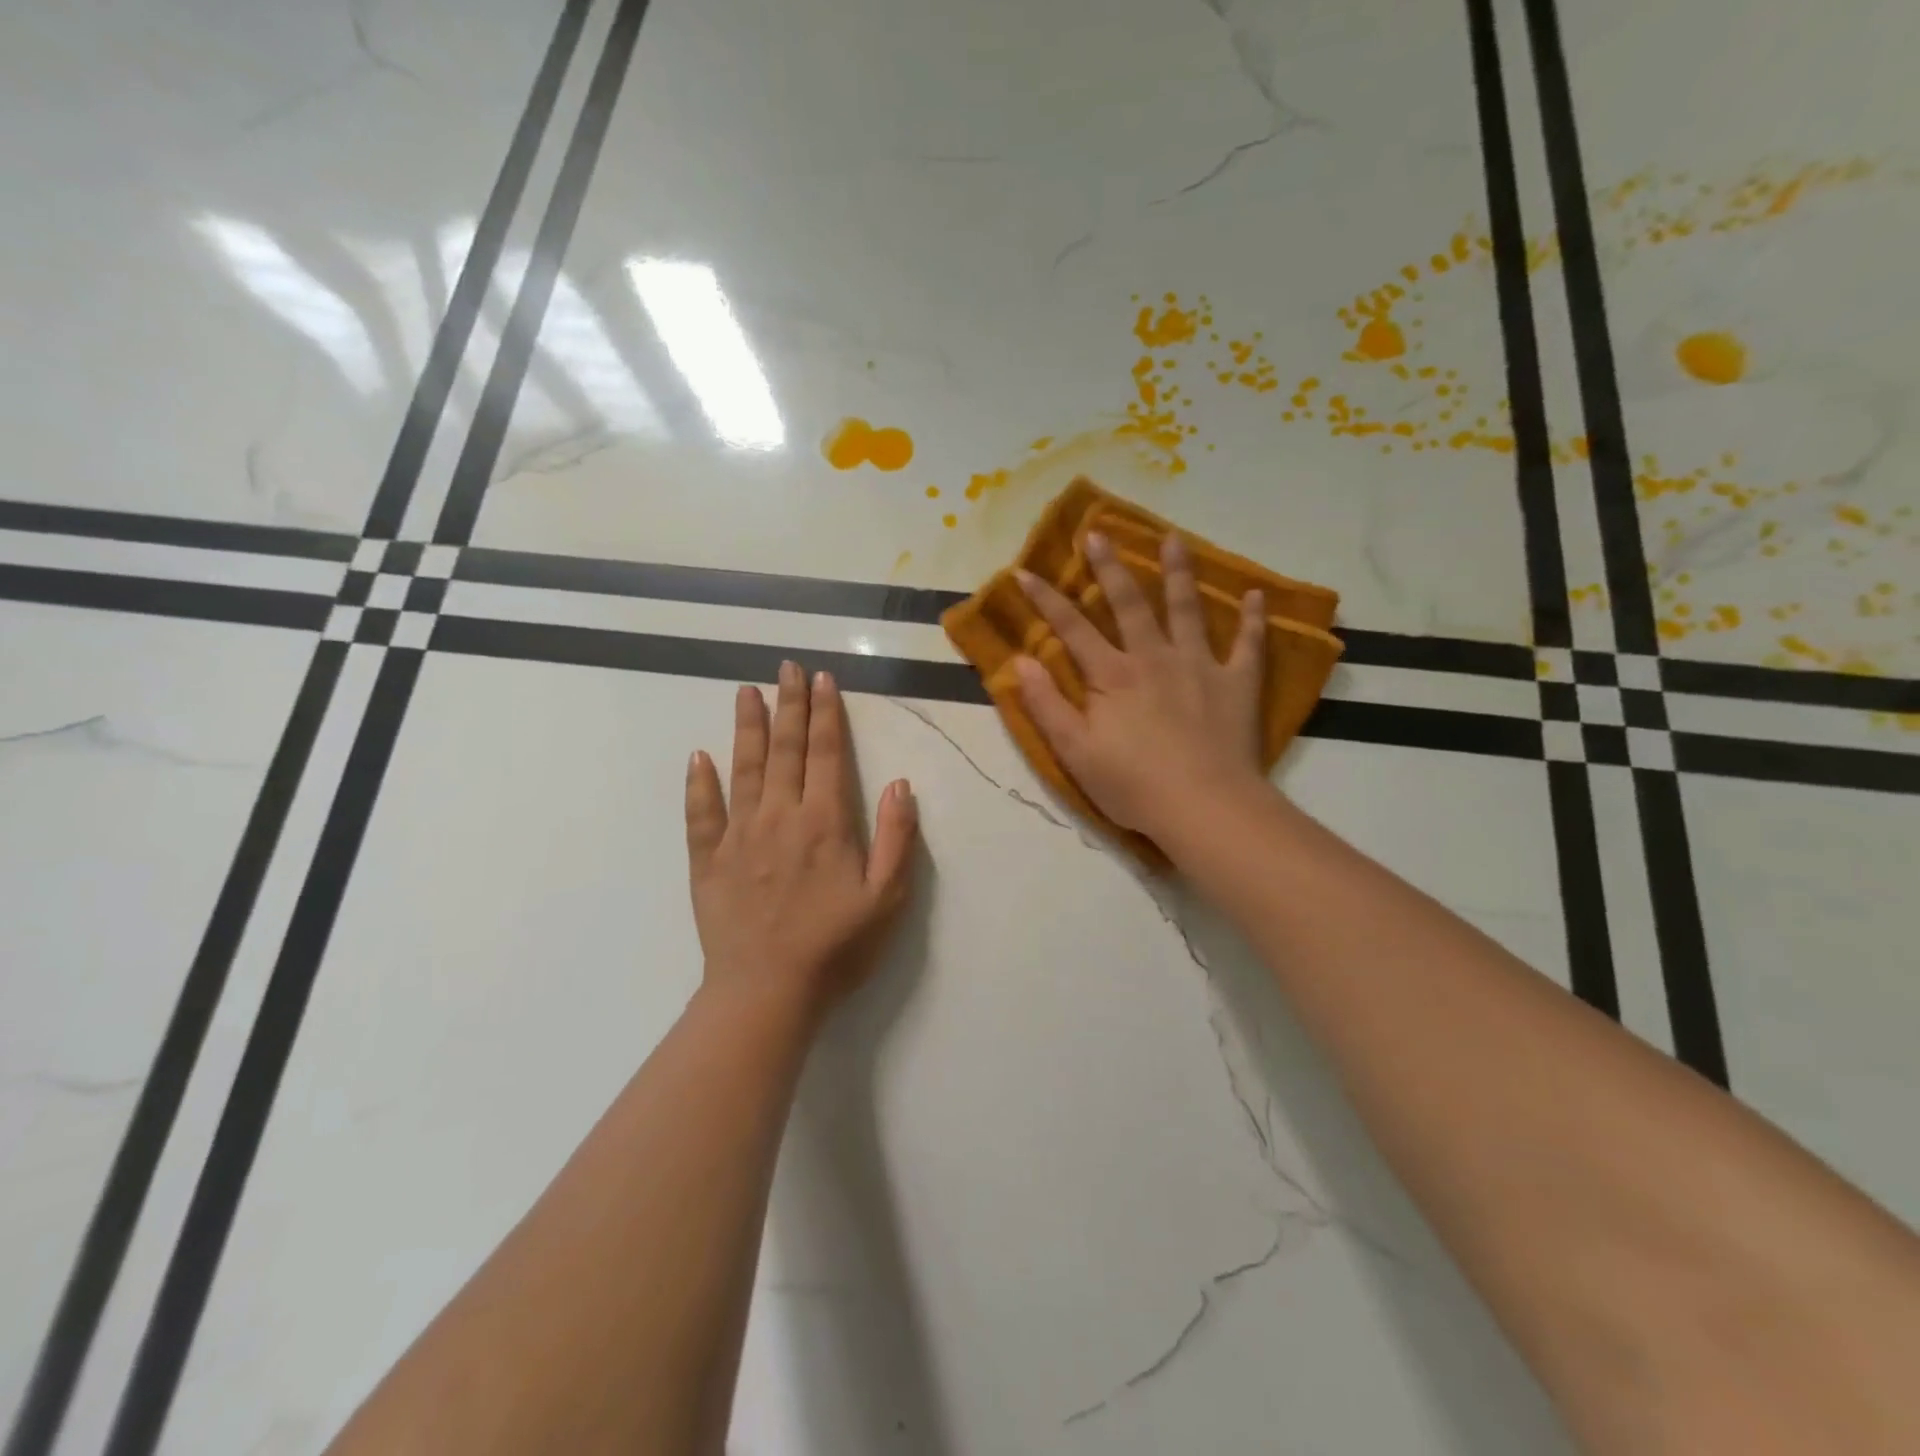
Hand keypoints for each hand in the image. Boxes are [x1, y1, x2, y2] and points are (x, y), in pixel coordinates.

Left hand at [685, 662, 918, 1022]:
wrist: (767, 993)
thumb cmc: (836, 948)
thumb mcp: (887, 899)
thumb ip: (897, 838)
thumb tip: (899, 784)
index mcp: (825, 822)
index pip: (826, 754)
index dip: (826, 714)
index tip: (823, 680)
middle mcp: (780, 817)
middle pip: (785, 750)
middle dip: (789, 705)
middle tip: (787, 667)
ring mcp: (739, 836)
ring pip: (744, 769)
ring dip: (747, 728)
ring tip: (747, 691)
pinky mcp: (708, 861)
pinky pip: (701, 814)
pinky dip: (699, 784)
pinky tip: (699, 757)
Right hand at [1014, 531, 1266, 844]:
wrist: (1204, 806)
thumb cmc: (1132, 784)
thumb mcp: (1074, 751)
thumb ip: (1046, 704)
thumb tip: (1020, 661)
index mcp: (1112, 676)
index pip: (1071, 629)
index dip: (1045, 599)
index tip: (1024, 572)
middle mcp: (1154, 658)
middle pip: (1129, 604)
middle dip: (1110, 567)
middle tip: (1097, 533)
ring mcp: (1200, 666)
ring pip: (1186, 609)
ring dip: (1178, 572)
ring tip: (1173, 538)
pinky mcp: (1237, 684)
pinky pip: (1248, 645)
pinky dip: (1252, 620)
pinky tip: (1255, 595)